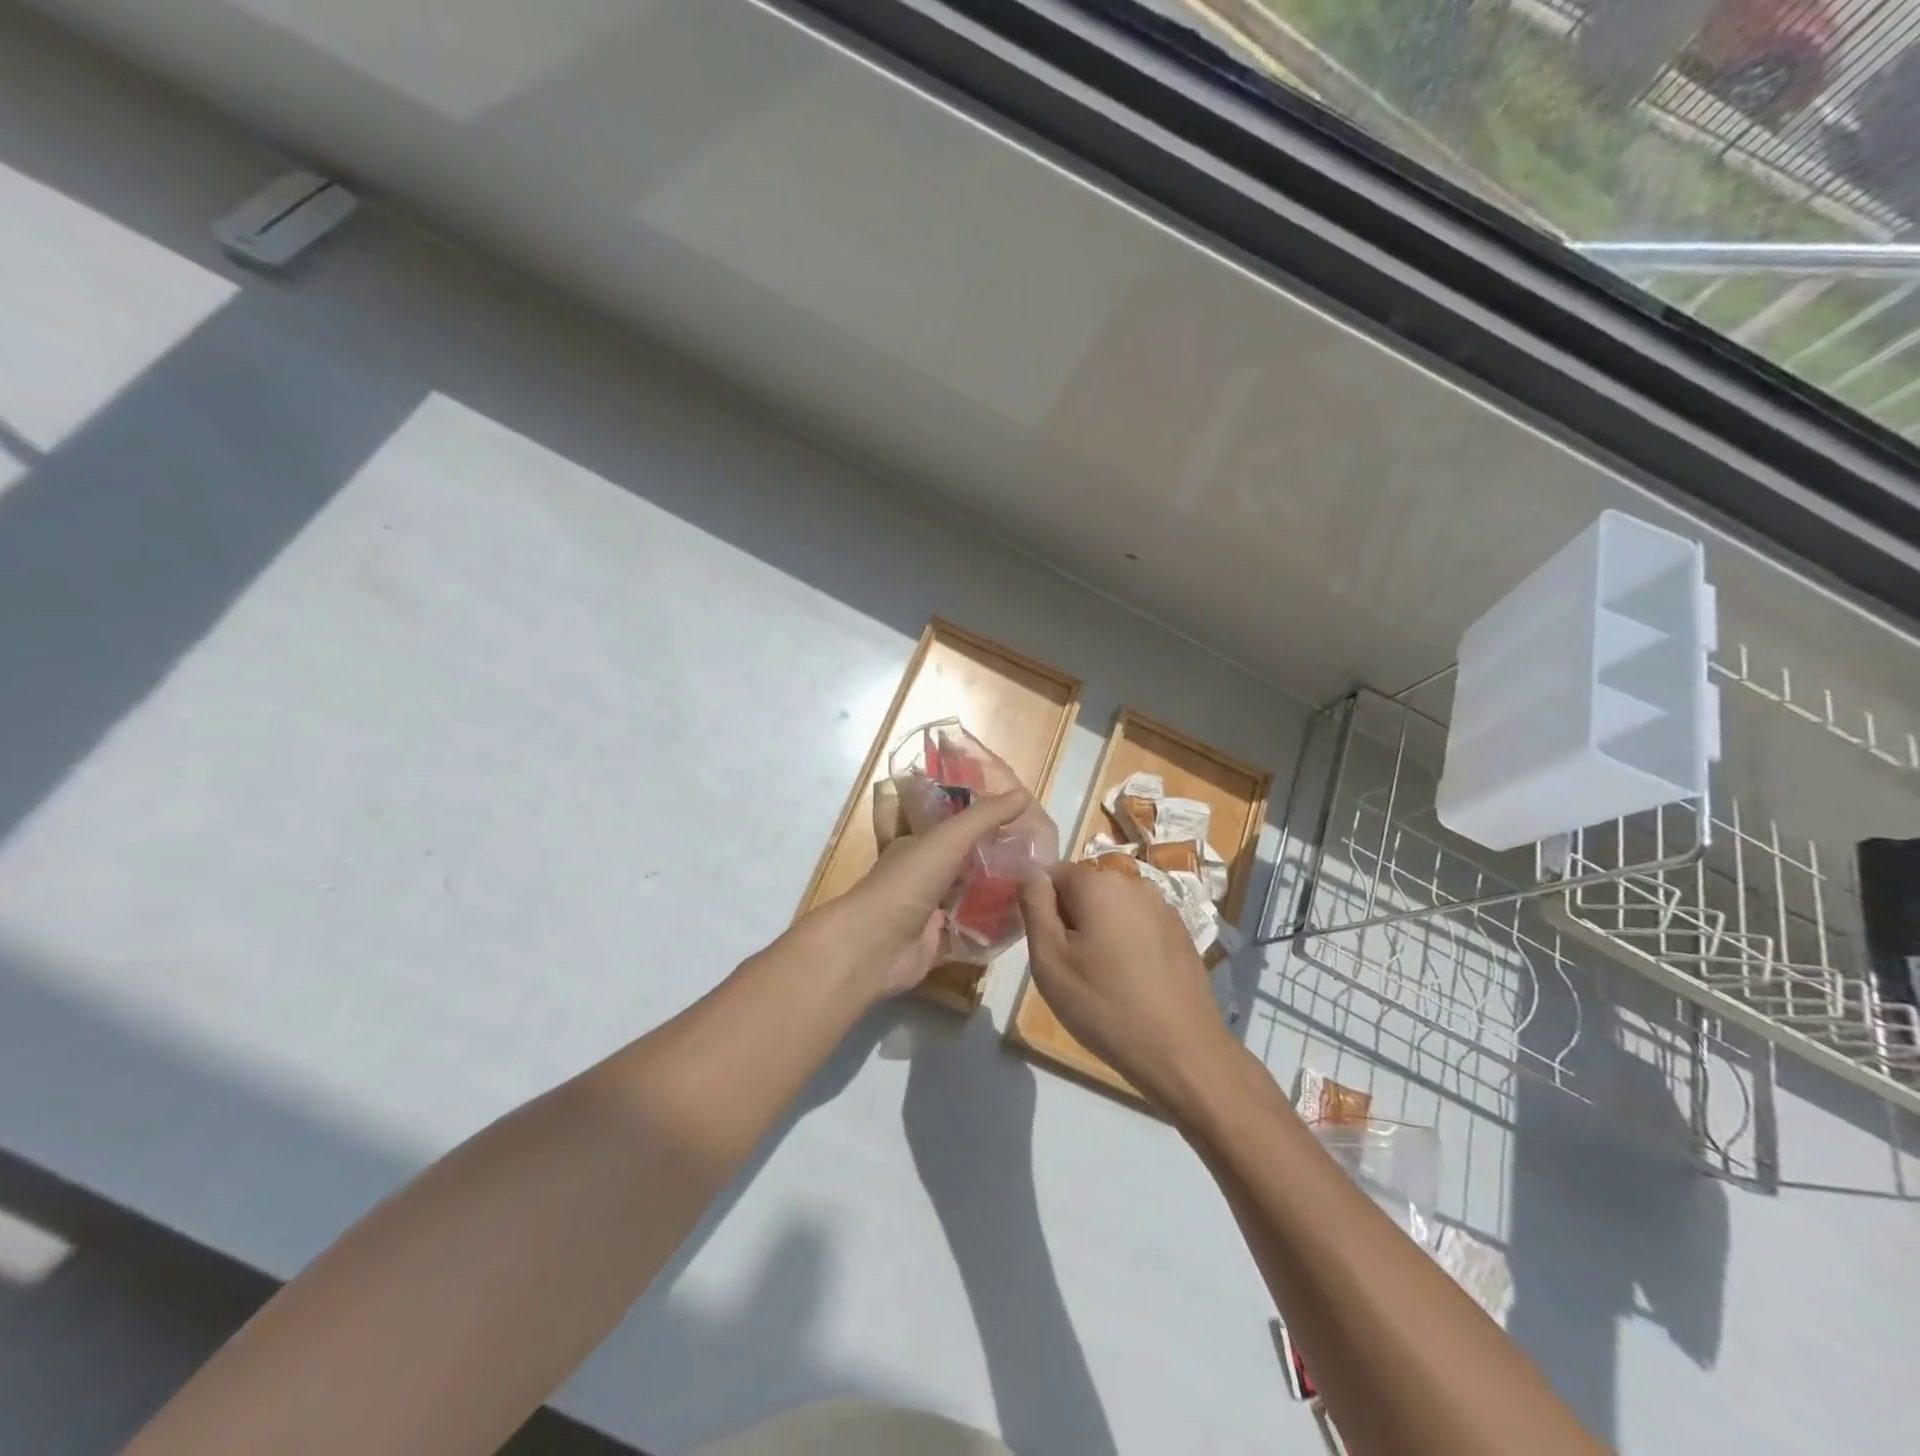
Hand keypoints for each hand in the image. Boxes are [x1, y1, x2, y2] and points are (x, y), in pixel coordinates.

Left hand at [800, 789, 1034, 1001]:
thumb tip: (1025, 794)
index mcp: (918, 845)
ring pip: (969, 898)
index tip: (1021, 822)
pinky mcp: (936, 943)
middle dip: (996, 860)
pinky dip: (991, 930)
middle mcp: (922, 875)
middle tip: (1038, 858)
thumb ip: (985, 817)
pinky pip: (970, 933)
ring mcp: (928, 911)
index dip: (983, 822)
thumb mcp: (948, 839)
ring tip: (1037, 887)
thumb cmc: (908, 883)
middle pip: (965, 864)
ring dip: (997, 894)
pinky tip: (1022, 922)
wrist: (875, 946)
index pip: (954, 827)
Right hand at [1019, 862, 1236, 1110]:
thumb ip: (1034, 905)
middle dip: (1072, 919)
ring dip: (1100, 931)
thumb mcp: (1050, 959)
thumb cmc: (1104, 1005)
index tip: (1045, 946)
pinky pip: (1139, 925)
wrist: (1182, 1052)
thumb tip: (1030, 871)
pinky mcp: (1181, 933)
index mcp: (1099, 883)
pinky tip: (1131, 982)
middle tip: (1070, 968)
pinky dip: (1127, 944)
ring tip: (1101, 978)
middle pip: (1085, 889)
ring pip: (1113, 908)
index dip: (1041, 906)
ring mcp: (1164, 907)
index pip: (1053, 874)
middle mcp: (1135, 883)